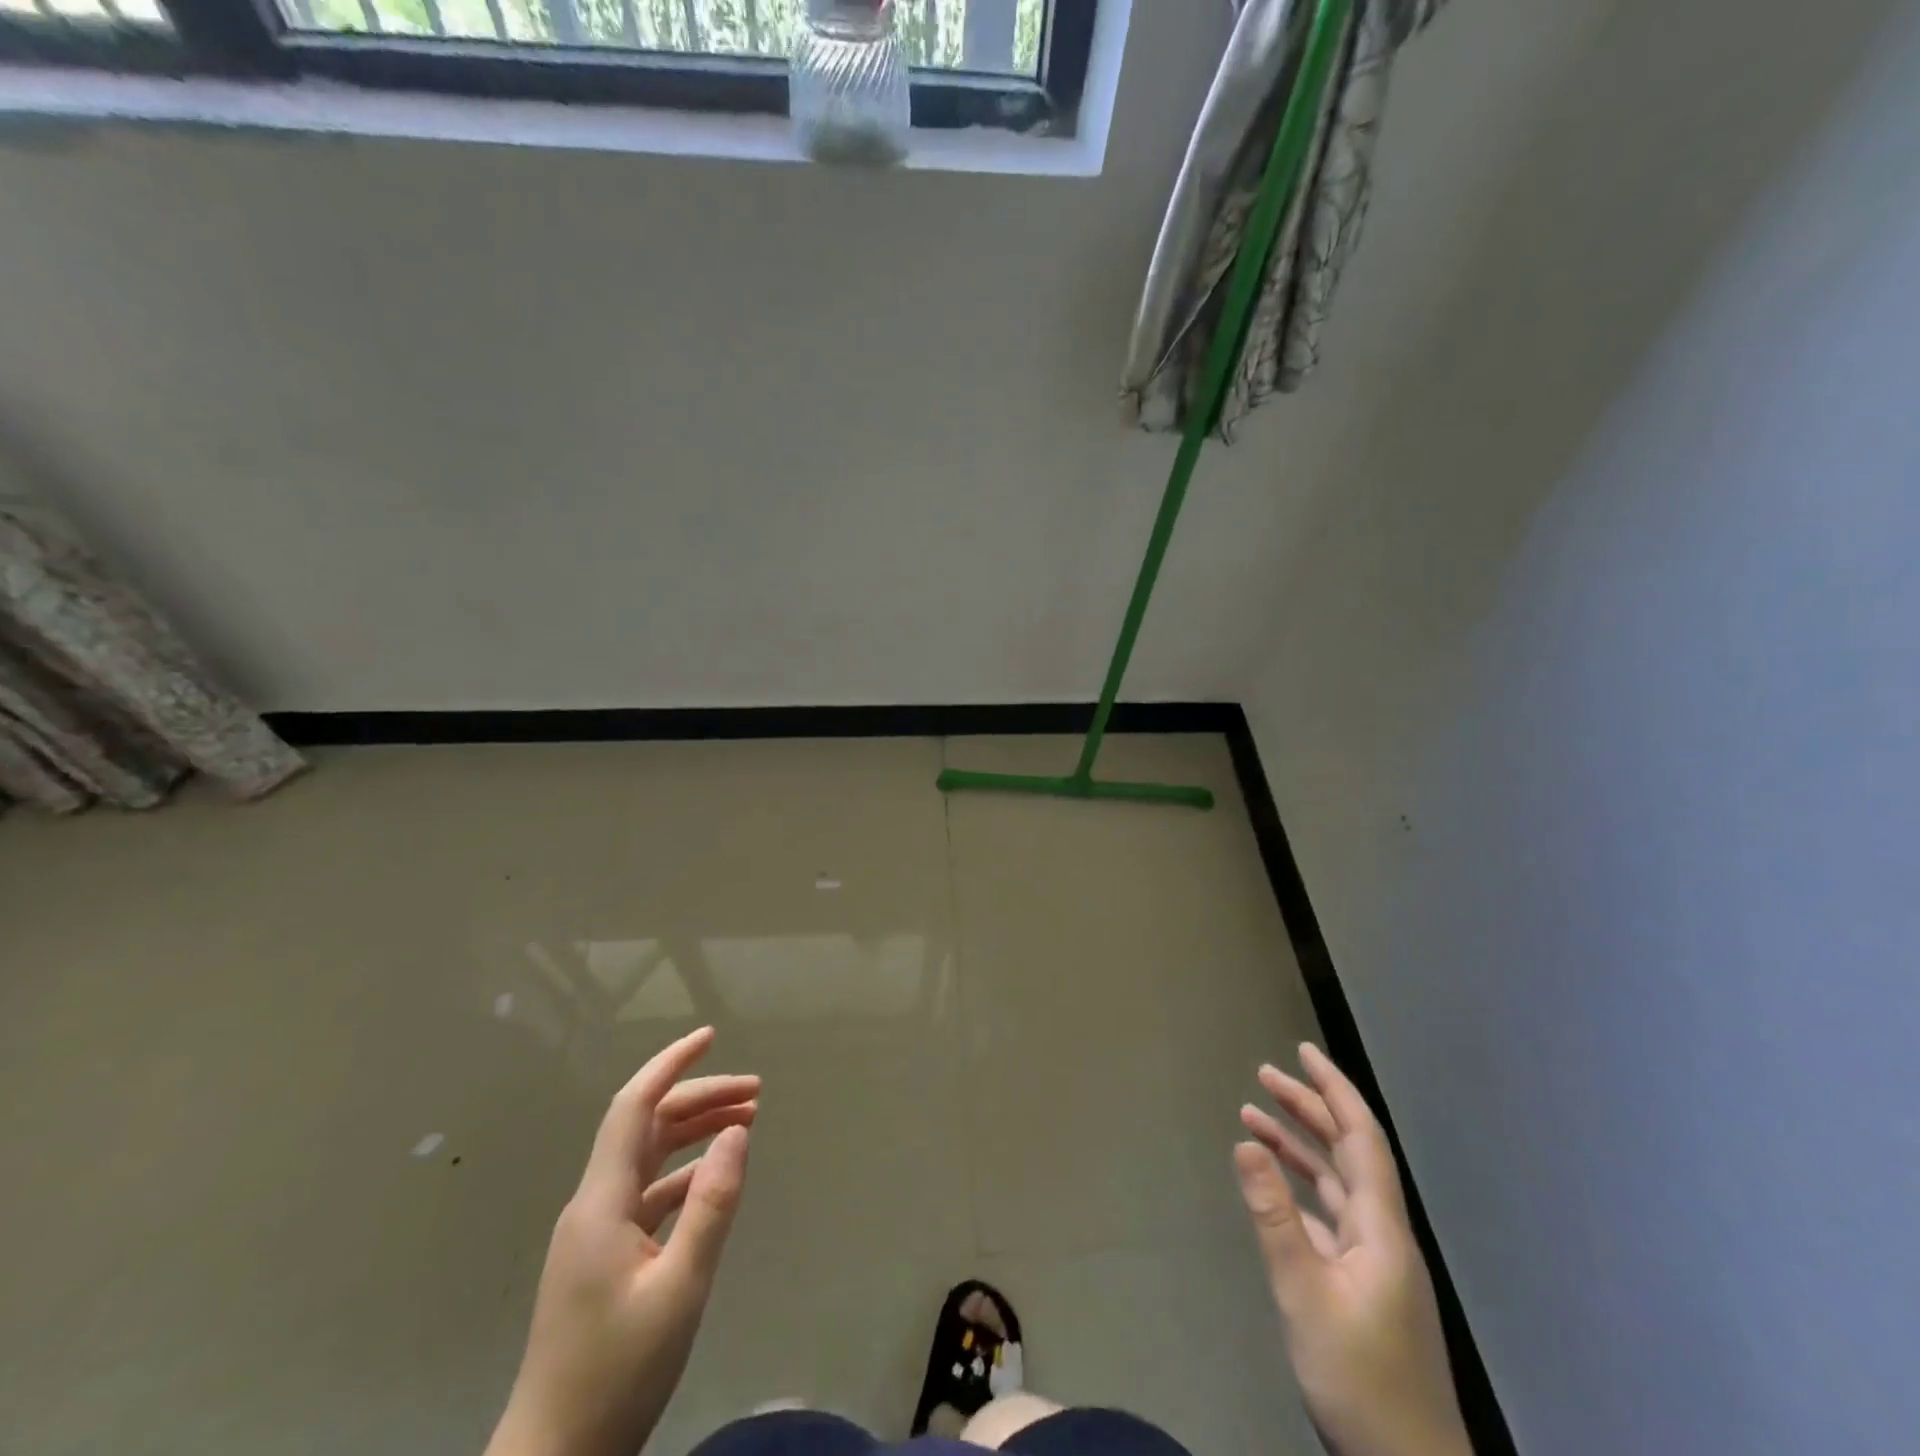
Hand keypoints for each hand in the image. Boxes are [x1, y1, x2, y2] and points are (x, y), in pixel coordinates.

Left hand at [487, 1027, 756, 1455]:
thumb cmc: (617, 1373)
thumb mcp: (680, 1288)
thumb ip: (711, 1204)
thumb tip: (738, 1131)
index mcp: (602, 1202)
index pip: (633, 1106)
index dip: (670, 1064)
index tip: (710, 1035)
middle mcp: (594, 1204)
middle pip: (647, 1127)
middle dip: (700, 1098)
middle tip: (756, 1092)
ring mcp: (595, 1232)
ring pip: (648, 1157)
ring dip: (695, 1132)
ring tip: (747, 1121)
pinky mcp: (602, 1257)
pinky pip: (647, 1192)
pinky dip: (684, 1172)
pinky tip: (714, 1176)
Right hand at [1235, 1044, 1468, 1455]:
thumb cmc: (1359, 1377)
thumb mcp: (1304, 1293)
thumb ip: (1274, 1215)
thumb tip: (1246, 1144)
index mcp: (1380, 1227)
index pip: (1361, 1137)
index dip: (1334, 1089)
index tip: (1304, 1052)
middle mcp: (1382, 1232)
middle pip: (1348, 1151)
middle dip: (1309, 1107)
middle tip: (1266, 1074)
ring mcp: (1375, 1259)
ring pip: (1336, 1181)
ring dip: (1299, 1144)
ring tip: (1254, 1115)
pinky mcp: (1362, 1282)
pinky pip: (1330, 1212)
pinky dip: (1301, 1186)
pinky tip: (1274, 1181)